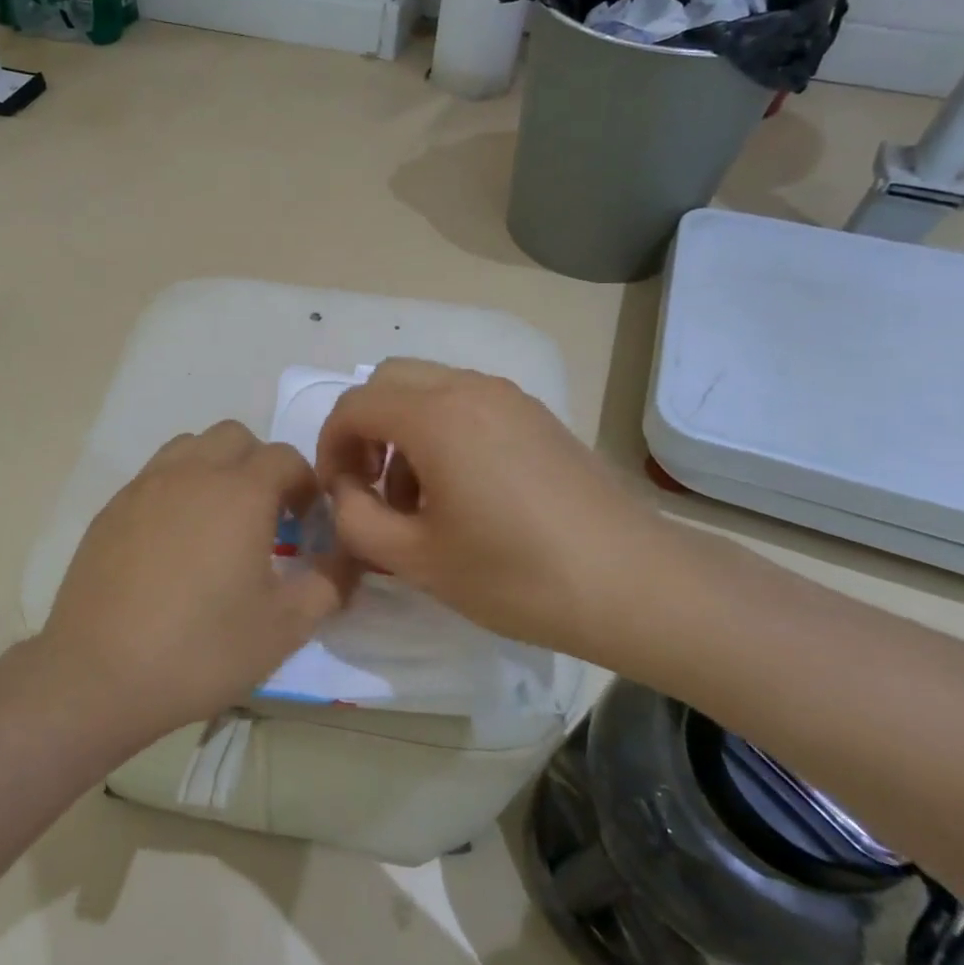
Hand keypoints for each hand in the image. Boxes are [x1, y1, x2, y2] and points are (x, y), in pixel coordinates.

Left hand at [38, 422, 356, 740]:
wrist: (99, 674)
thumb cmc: (201, 649)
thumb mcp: (284, 627)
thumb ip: (329, 583)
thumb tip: (348, 558)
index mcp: (240, 492)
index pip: (285, 458)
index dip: (305, 485)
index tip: (307, 525)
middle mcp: (192, 473)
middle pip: (236, 437)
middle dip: (260, 466)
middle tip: (265, 518)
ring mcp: (146, 485)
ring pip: (191, 447)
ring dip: (215, 468)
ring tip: (218, 522)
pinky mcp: (112, 507)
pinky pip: (155, 476)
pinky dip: (178, 489)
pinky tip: (174, 542)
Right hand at [314, 359, 685, 665]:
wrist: (633, 583)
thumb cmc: (516, 574)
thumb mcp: (415, 559)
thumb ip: (356, 519)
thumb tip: (345, 491)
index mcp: (435, 417)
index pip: (353, 406)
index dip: (330, 447)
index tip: (337, 494)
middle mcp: (469, 389)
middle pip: (388, 381)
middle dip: (365, 429)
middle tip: (372, 485)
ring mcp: (508, 397)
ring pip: (428, 388)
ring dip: (403, 429)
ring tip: (419, 498)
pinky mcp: (536, 415)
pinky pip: (466, 401)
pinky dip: (441, 429)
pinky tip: (463, 491)